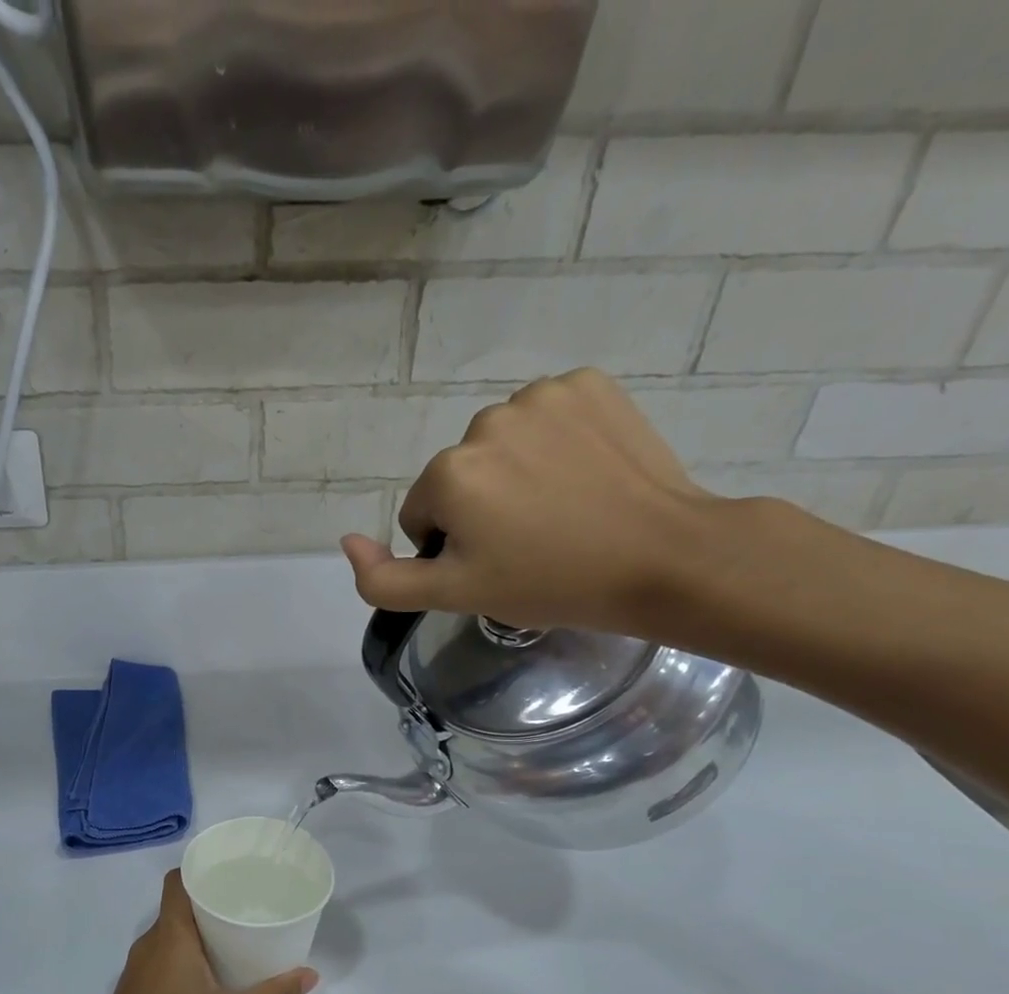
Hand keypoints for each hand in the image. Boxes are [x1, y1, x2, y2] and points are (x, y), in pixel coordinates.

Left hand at [66, 870, 316, 993]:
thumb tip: (310, 975)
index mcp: (168, 937)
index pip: (177, 881)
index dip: (201, 868)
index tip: (234, 870)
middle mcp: (149, 944)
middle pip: (179, 905)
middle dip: (212, 900)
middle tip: (251, 902)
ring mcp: (138, 968)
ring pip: (172, 932)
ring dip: (201, 929)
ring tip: (240, 933)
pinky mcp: (136, 990)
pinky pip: (165, 954)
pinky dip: (189, 952)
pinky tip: (214, 971)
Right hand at [339, 368, 722, 635]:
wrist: (663, 557)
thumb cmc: (551, 583)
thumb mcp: (455, 595)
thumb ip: (384, 579)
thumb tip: (346, 541)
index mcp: (449, 474)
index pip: (424, 515)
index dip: (454, 547)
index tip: (497, 564)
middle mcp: (484, 422)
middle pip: (461, 476)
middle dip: (482, 507)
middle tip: (532, 541)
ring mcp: (541, 396)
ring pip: (502, 445)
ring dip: (517, 473)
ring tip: (562, 509)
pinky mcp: (588, 384)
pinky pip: (547, 415)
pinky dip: (556, 441)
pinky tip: (585, 473)